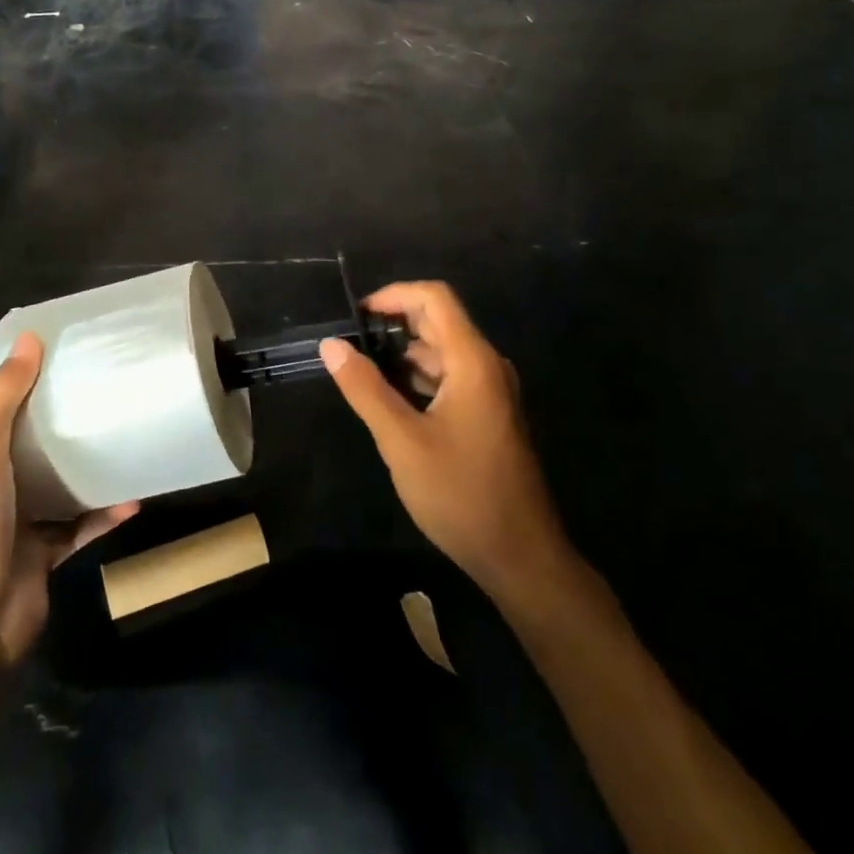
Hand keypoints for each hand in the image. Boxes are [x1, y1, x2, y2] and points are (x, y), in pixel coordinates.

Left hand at [0, 333, 137, 666]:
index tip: (55, 359)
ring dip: (84, 467)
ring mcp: (16, 523)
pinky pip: (80, 526)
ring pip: (56, 485)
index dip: (17, 385)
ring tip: (122, 437)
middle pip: (26, 445)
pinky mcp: (43, 555)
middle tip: (100, 392)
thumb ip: (5, 396)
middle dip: (57, 422)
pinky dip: (103, 513)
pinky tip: (134, 498)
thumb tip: (29, 338)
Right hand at [321, 282, 572, 608]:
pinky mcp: (488, 415)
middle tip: (350, 348)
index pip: (435, 298)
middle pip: (438, 321)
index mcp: (473, 361)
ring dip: (402, 355)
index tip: (356, 317)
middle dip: (393, 326)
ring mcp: (490, 392)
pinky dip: (417, 378)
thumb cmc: (461, 494)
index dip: (393, 295)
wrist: (521, 558)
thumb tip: (331, 344)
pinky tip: (390, 402)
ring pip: (442, 352)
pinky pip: (449, 378)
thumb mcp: (402, 441)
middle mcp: (486, 366)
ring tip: (362, 375)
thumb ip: (365, 388)